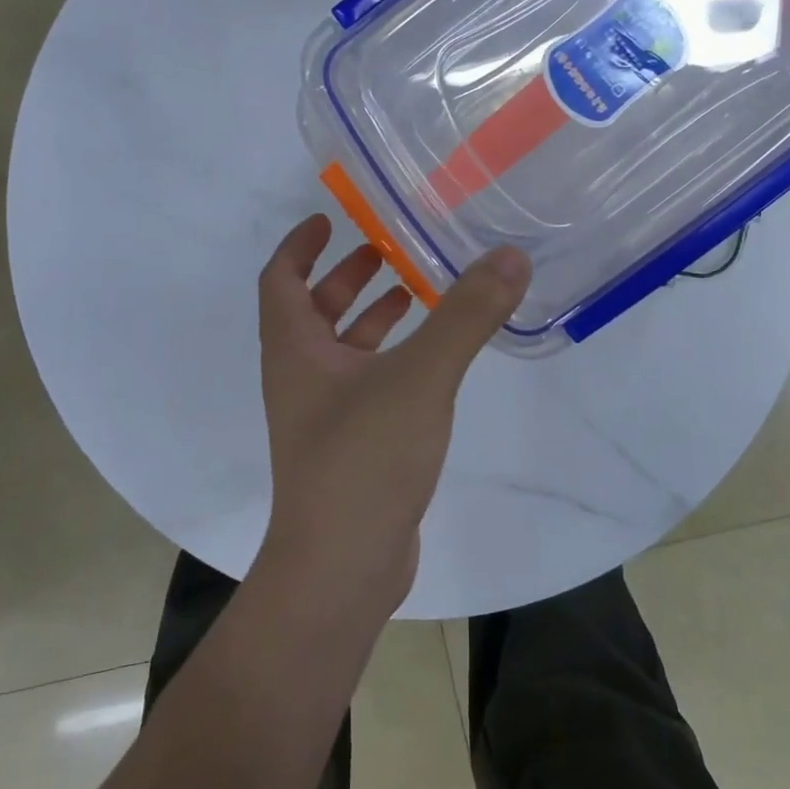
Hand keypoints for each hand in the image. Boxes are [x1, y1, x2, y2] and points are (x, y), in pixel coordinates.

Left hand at [254, 215, 530, 615]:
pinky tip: (432, 360)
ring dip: (371, 317)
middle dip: (346, 276)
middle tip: (387, 250)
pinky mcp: (350, 445)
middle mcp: (301, 377)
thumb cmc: (364, 459)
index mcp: (294, 350)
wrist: (342, 569)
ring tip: (417, 292)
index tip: (331, 219)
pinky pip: (365, 383)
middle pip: (312, 310)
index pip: (281, 278)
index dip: (300, 245)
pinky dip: (391, 358)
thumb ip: (465, 315)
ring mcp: (323, 415)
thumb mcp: (420, 377)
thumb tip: (508, 256)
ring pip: (341, 349)